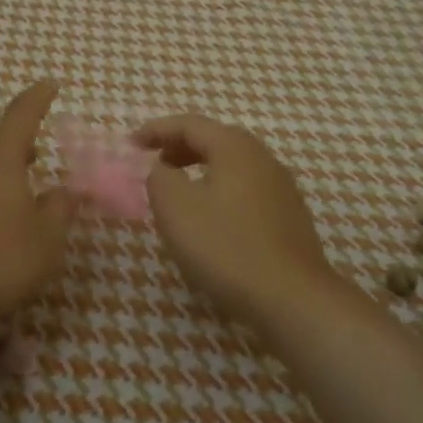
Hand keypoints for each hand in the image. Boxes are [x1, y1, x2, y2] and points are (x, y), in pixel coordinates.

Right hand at [133, 114, 341, 329]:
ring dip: (200, 170)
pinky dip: (219, 191)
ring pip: (232, 167)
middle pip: (215, 140)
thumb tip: (163, 170)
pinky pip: (245, 190)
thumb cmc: (226, 246)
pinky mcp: (288, 218)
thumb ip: (160, 178)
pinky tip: (210, 219)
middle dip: (180, 147)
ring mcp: (281, 188)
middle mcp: (263, 159)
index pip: (190, 124)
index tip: (131, 143)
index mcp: (235, 148)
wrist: (291, 297)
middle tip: (154, 163)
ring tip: (178, 191)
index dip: (157, 130)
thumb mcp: (175, 208)